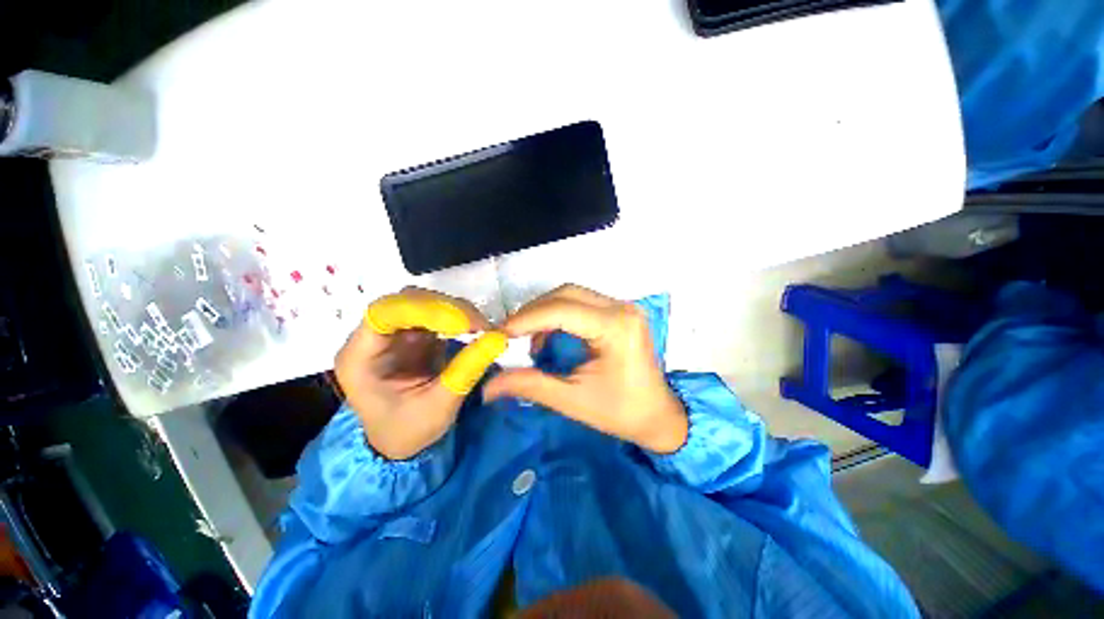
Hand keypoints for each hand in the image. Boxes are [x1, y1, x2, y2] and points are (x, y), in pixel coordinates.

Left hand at [335, 287, 506, 459]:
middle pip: (405, 301)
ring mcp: (393, 332)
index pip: (384, 313)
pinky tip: (473, 329)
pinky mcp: (413, 333)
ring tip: (481, 328)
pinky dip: (458, 317)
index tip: (463, 324)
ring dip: (454, 310)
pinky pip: (436, 313)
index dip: (425, 310)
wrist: (400, 441)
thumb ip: (467, 369)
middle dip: (446, 308)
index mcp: (360, 358)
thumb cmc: (409, 430)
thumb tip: (500, 338)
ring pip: (423, 302)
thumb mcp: (440, 406)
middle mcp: (372, 337)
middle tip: (480, 325)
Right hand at [483, 285, 687, 453]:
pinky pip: (581, 303)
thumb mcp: (573, 401)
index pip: (562, 310)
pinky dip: (558, 314)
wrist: (659, 416)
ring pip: (571, 295)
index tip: (498, 335)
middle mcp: (621, 308)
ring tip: (525, 337)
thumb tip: (487, 387)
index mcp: (616, 328)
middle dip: (532, 312)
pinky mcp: (619, 312)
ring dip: (544, 312)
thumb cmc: (621, 412)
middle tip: (509, 335)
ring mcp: (622, 307)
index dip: (526, 319)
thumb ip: (530, 386)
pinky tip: (548, 336)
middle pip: (566, 294)